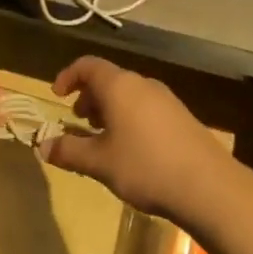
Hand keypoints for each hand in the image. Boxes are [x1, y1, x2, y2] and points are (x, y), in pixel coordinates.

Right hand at [41, 57, 234, 218]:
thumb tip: (42, 146)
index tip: (57, 96)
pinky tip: (131, 150)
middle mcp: (143, 85)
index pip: (87, 65)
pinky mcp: (182, 118)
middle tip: (79, 120)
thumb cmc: (146, 167)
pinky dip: (129, 118)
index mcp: (119, 86)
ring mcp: (167, 100)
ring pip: (129, 95)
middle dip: (89, 97)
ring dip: (110, 109)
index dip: (68, 76)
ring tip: (102, 138)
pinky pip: (146, 108)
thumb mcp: (99, 162)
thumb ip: (68, 151)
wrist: (210, 188)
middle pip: (109, 79)